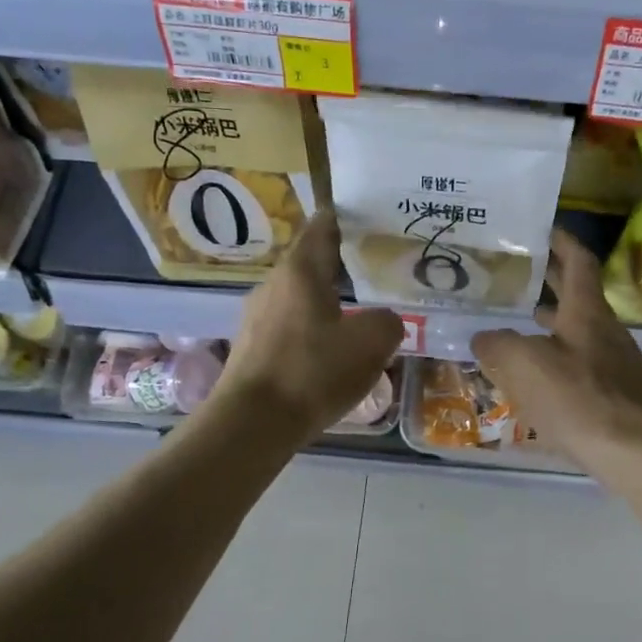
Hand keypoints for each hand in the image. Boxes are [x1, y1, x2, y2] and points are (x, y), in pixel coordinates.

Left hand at [218, 210, 403, 439]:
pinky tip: (332, 351)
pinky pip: (290, 326)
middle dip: (345, 265)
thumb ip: (389, 322)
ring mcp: (256, 316)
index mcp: (300, 271)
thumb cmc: (313, 371)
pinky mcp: (252, 347)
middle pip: (312, 263)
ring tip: (361, 314)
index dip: (348, 218)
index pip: (323, 226)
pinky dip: (313, 329)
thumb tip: (385, 321)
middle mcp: (273, 284)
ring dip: (329, 301)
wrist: (253, 423)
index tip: (374, 220)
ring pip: (301, 297)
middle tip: (380, 272)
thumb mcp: (371, 344)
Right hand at [471, 230, 641, 476]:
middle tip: (515, 274)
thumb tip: (483, 336)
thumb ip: (498, 345)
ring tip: (515, 325)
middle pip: (578, 297)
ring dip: (549, 324)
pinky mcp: (615, 397)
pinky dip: (555, 360)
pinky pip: (579, 366)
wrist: (639, 455)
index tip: (542, 228)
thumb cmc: (581, 400)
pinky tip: (535, 380)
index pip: (578, 262)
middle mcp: (605, 332)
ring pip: (577, 333)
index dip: (561, 241)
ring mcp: (614, 366)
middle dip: (549, 282)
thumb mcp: (526, 366)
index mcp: (587, 313)